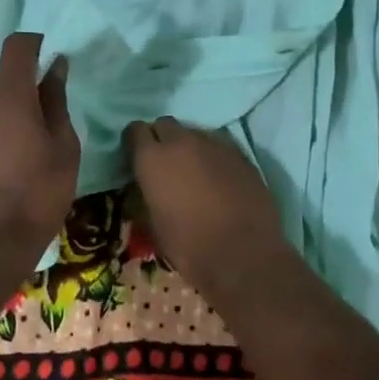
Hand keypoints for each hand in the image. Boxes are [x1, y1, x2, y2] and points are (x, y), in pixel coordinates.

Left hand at [0, 32, 80, 252]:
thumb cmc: (37, 193)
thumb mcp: (64, 148)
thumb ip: (56, 102)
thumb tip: (55, 67)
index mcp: (10, 96)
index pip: (17, 47)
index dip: (34, 44)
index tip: (50, 57)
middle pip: (6, 86)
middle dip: (26, 98)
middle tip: (47, 132)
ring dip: (9, 122)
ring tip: (26, 160)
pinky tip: (3, 175)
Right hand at [124, 117, 284, 291]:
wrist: (243, 255)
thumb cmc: (189, 246)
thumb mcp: (153, 224)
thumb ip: (145, 194)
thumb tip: (145, 186)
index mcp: (152, 158)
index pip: (135, 130)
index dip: (135, 143)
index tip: (137, 158)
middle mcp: (181, 141)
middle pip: (165, 124)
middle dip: (161, 139)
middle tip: (165, 164)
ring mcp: (214, 144)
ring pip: (194, 133)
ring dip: (189, 146)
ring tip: (194, 172)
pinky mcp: (240, 153)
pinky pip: (218, 145)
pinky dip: (213, 157)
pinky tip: (219, 179)